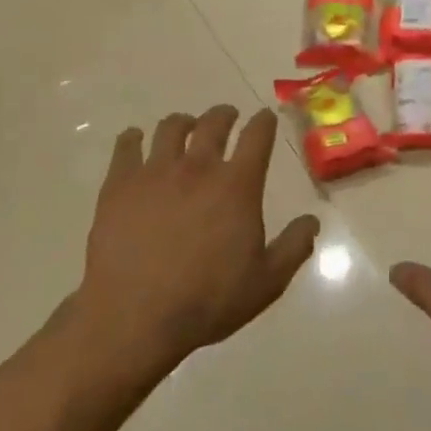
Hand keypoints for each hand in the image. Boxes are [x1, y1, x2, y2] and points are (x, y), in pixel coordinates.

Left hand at [76, 105, 319, 372]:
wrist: (136, 315)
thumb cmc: (208, 300)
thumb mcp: (267, 282)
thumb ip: (294, 247)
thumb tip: (312, 221)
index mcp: (237, 186)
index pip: (257, 137)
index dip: (264, 122)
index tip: (265, 117)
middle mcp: (197, 167)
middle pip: (213, 124)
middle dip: (225, 115)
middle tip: (228, 116)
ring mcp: (155, 172)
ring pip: (170, 128)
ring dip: (183, 122)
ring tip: (185, 125)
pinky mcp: (119, 185)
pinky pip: (126, 147)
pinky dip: (133, 138)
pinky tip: (135, 139)